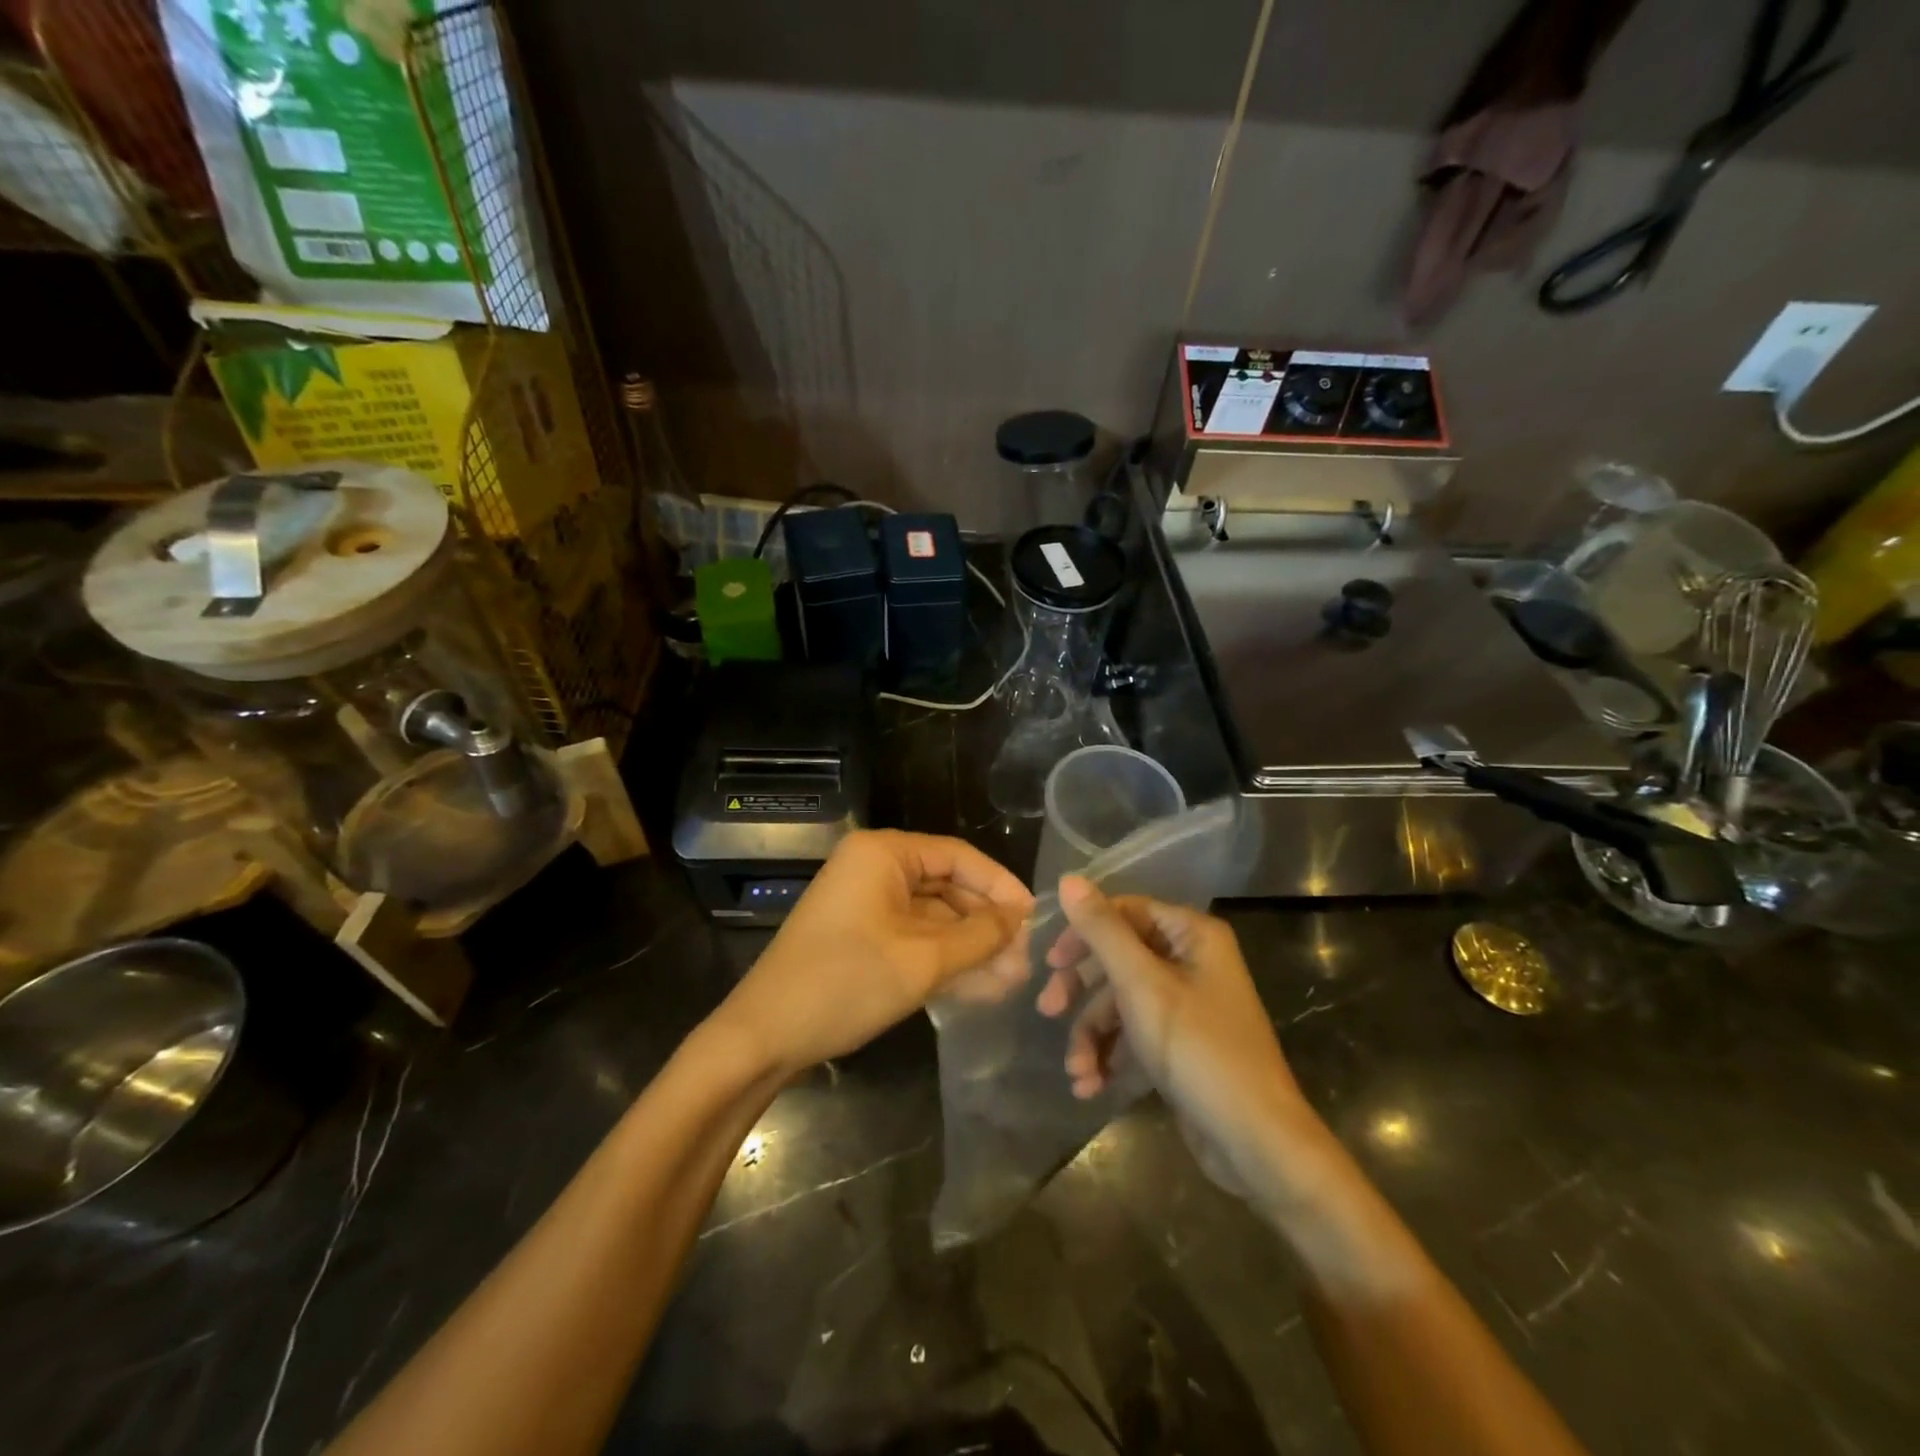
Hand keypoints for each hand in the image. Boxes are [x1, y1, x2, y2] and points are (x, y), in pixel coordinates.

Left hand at [715, 831, 1033, 1075]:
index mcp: (884, 854)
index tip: (1034, 917)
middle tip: (1025, 959)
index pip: (958, 856)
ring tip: (1012, 980)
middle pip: (946, 887)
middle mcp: (874, 868)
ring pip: (932, 917)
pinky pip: (912, 938)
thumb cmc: (845, 983)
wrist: (763, 1036)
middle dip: (986, 925)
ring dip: (969, 947)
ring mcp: (865, 904)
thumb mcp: (922, 960)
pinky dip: (943, 959)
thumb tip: (1019, 919)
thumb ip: (979, 936)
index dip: (999, 885)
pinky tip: (980, 986)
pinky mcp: (860, 937)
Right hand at [1038, 876, 1314, 1202]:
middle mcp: (1192, 961)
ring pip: (1121, 1000)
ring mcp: (1187, 1005)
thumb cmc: (1198, 1050)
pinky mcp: (1181, 1044)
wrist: (1255, 1142)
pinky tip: (1091, 1085)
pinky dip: (1111, 1055)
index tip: (1051, 962)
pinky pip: (1135, 1034)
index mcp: (1192, 935)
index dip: (1084, 932)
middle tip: (1049, 1009)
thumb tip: (1068, 879)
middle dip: (1082, 989)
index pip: (1125, 911)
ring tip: (1077, 1070)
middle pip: (1119, 957)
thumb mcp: (1141, 985)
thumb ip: (1102, 931)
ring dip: (1092, 1034)